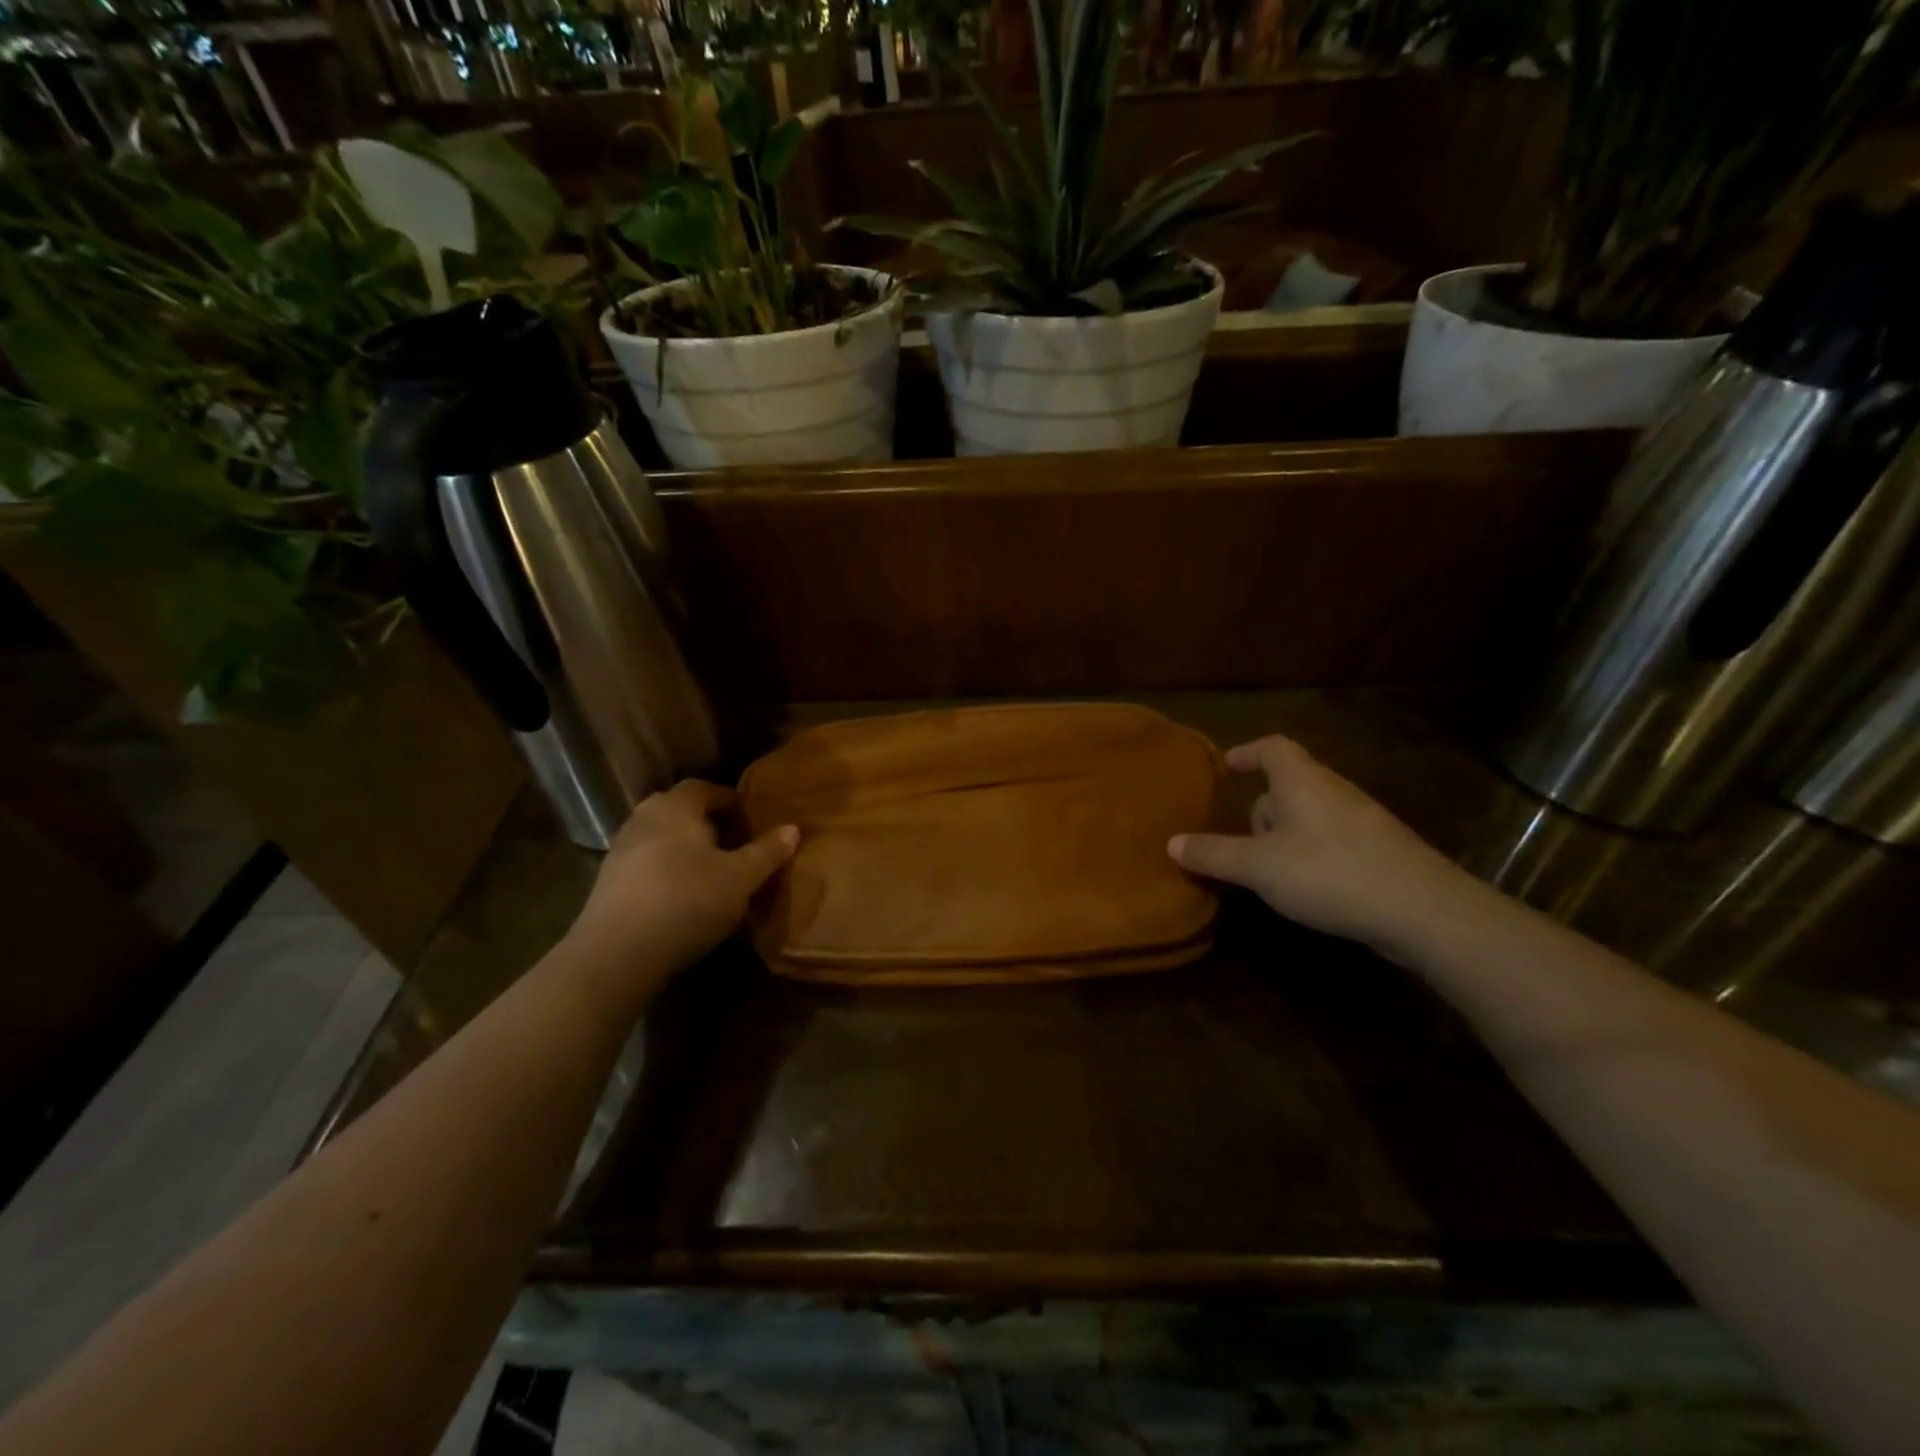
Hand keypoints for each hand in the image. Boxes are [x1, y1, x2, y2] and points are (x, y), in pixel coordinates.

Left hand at [565, 780, 797, 994]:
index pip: (706, 787)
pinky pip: (648, 864)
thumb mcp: (740, 879)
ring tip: (714, 873)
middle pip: (682, 811)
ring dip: (688, 849)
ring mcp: (621, 849)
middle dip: (709, 824)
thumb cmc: (686, 902)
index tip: (752, 821)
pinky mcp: (609, 882)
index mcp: (675, 806)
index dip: (731, 801)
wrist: (616, 955)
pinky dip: (668, 871)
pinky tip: (684, 897)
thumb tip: (792, 828)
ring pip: (663, 838)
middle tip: (737, 845)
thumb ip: (767, 852)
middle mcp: (644, 817)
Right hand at [1168, 735, 1463, 954]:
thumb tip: (1172, 842)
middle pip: (1291, 783)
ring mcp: (1364, 821)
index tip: (1227, 764)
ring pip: (1313, 814)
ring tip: (1269, 868)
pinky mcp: (1383, 852)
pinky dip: (1312, 853)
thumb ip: (1214, 854)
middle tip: (1241, 835)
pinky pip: (1334, 840)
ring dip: (1287, 833)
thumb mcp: (1258, 867)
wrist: (1423, 911)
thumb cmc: (1329, 872)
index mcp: (1302, 781)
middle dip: (1263, 805)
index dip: (1247, 752)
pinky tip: (1308, 887)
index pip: (1273, 748)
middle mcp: (1334, 791)